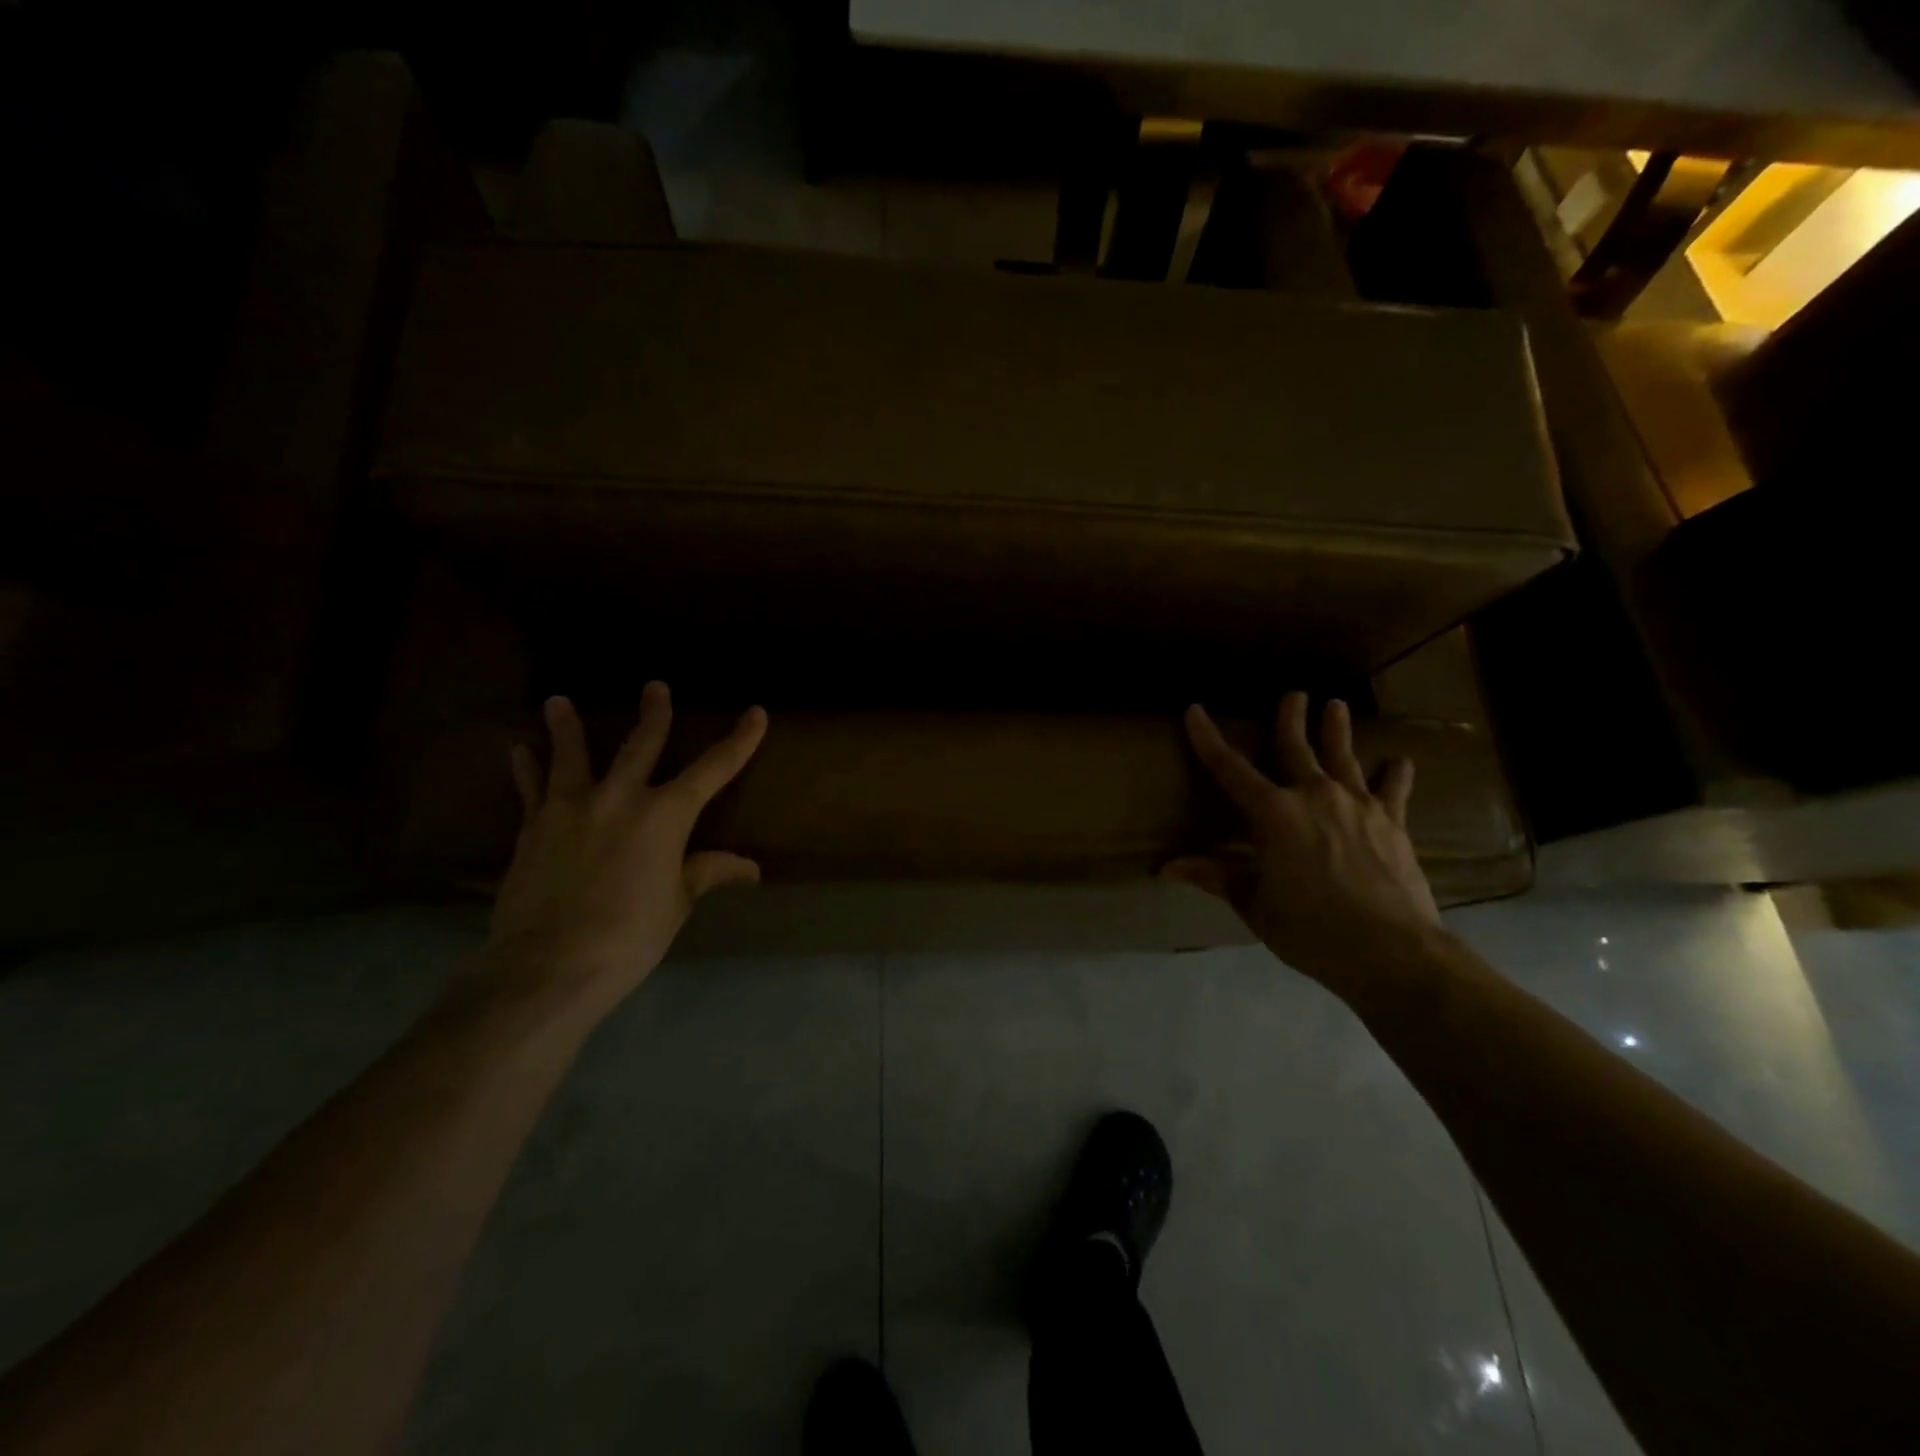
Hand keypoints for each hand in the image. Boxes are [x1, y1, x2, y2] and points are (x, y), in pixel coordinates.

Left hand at [485, 682, 766, 1022]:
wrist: (550, 964)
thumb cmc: (630, 935)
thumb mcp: (677, 903)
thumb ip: (707, 872)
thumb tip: (750, 869)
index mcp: (666, 815)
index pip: (713, 769)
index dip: (739, 741)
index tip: (755, 714)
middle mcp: (621, 798)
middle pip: (642, 745)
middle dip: (654, 714)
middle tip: (655, 686)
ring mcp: (572, 808)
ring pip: (572, 756)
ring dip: (567, 726)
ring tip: (558, 701)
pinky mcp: (534, 826)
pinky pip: (531, 789)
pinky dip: (527, 769)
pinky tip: (518, 750)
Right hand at [1166, 692, 1440, 992]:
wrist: (1390, 949)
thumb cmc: (1309, 928)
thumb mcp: (1253, 904)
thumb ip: (1215, 876)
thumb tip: (1166, 867)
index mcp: (1272, 813)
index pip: (1229, 768)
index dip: (1208, 739)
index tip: (1195, 710)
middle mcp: (1313, 796)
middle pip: (1296, 748)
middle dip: (1290, 718)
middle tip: (1294, 694)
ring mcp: (1357, 805)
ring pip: (1343, 757)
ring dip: (1337, 730)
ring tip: (1337, 705)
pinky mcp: (1392, 822)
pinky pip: (1392, 789)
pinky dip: (1394, 774)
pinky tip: (1400, 762)